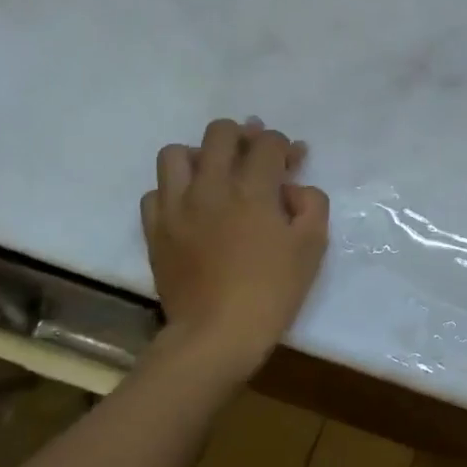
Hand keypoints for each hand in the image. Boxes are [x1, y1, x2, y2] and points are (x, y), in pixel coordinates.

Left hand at [140, 117, 329, 378]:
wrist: (218, 332)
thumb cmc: (273, 290)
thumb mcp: (312, 246)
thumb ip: (311, 204)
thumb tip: (294, 189)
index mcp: (253, 189)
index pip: (268, 144)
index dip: (285, 146)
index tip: (295, 159)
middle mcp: (210, 185)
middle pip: (220, 133)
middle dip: (244, 135)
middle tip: (256, 153)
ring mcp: (176, 206)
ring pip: (177, 153)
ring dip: (200, 155)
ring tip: (215, 173)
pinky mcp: (155, 229)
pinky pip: (156, 192)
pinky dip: (174, 191)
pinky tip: (190, 206)